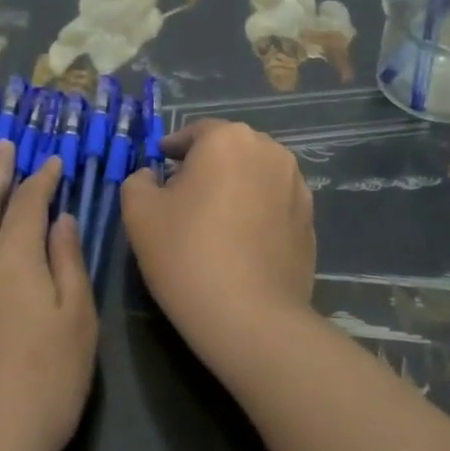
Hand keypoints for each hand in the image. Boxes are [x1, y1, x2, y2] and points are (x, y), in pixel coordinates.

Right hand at [119, 120, 317, 363]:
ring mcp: (297, 186)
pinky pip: (274, 204)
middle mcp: (270, 151)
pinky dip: (256, 212)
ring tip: (214, 220)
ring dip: (234, 187)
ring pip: (255, 175)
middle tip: (182, 197)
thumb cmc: (187, 254)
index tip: (159, 169)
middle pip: (229, 150)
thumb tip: (154, 176)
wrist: (250, 317)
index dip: (172, 150)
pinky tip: (241, 242)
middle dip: (206, 167)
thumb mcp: (139, 212)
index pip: (194, 133)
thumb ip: (139, 180)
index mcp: (228, 139)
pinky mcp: (310, 220)